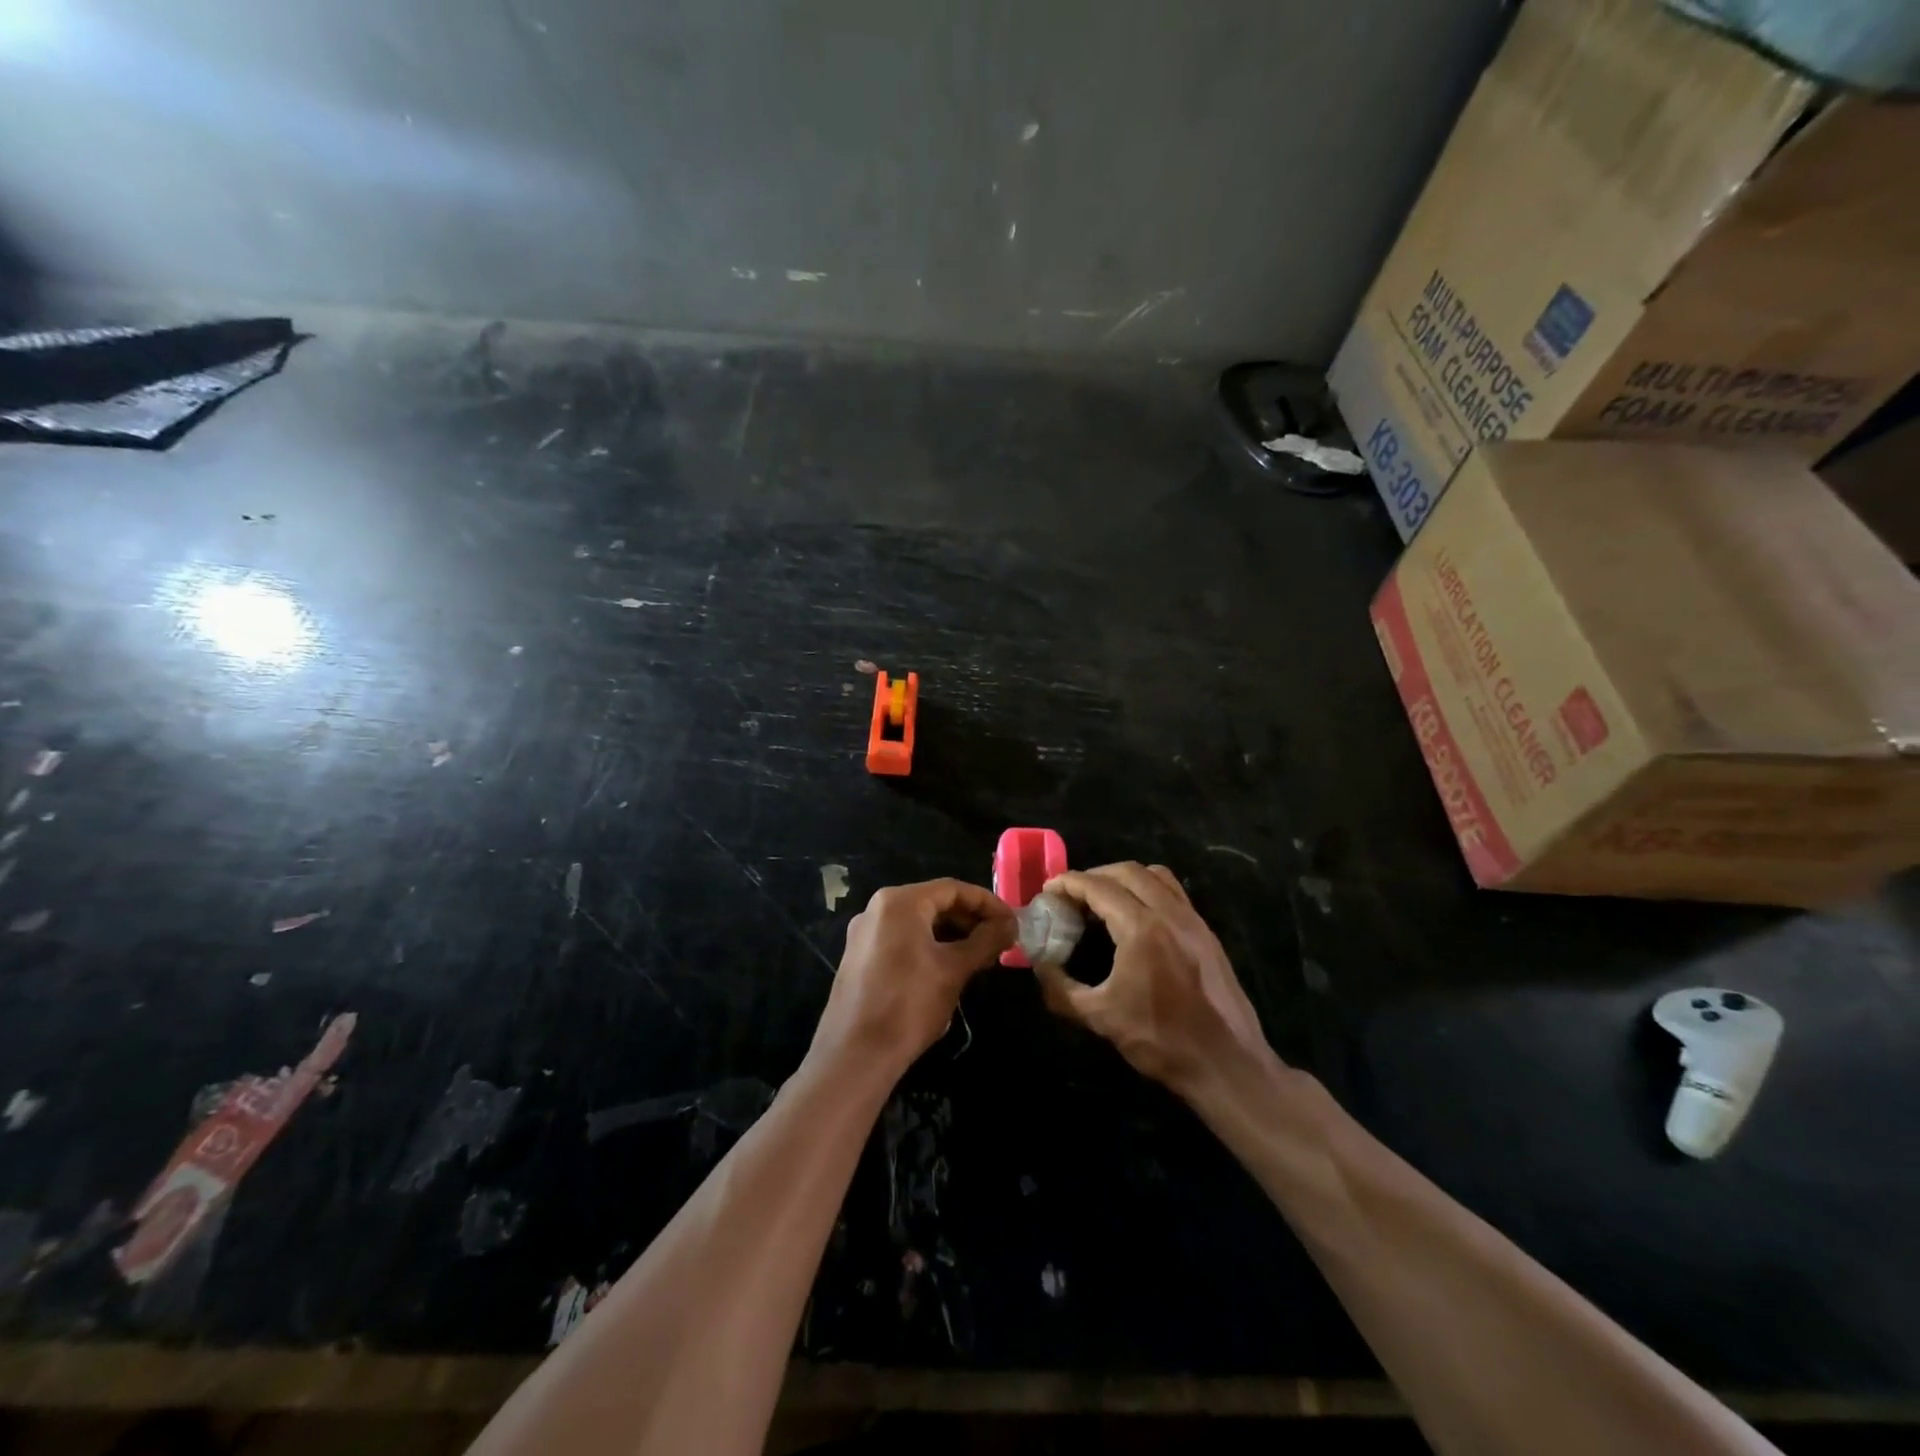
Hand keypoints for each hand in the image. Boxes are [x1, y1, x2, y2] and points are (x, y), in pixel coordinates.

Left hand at [812, 879, 1015, 1072]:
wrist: (855, 1056)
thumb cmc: (909, 1005)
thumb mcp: (954, 970)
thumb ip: (986, 940)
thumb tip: (1010, 924)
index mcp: (900, 902)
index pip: (953, 889)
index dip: (987, 903)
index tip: (1012, 922)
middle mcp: (877, 908)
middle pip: (934, 902)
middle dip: (970, 920)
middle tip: (999, 941)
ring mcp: (865, 933)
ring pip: (918, 923)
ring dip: (952, 935)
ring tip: (980, 958)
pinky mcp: (860, 957)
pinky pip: (902, 940)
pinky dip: (929, 947)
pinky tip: (949, 969)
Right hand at [1034, 863, 1272, 1098]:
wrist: (1227, 1065)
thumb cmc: (1161, 1040)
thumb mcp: (1101, 1018)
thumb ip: (1061, 989)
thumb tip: (1039, 967)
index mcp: (1142, 928)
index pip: (1099, 887)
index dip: (1070, 883)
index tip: (1049, 889)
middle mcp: (1170, 913)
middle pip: (1127, 872)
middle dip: (1095, 875)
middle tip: (1072, 894)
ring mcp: (1194, 920)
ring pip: (1155, 876)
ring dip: (1124, 878)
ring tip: (1103, 899)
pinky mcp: (1207, 933)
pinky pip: (1174, 893)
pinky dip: (1149, 890)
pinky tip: (1136, 917)